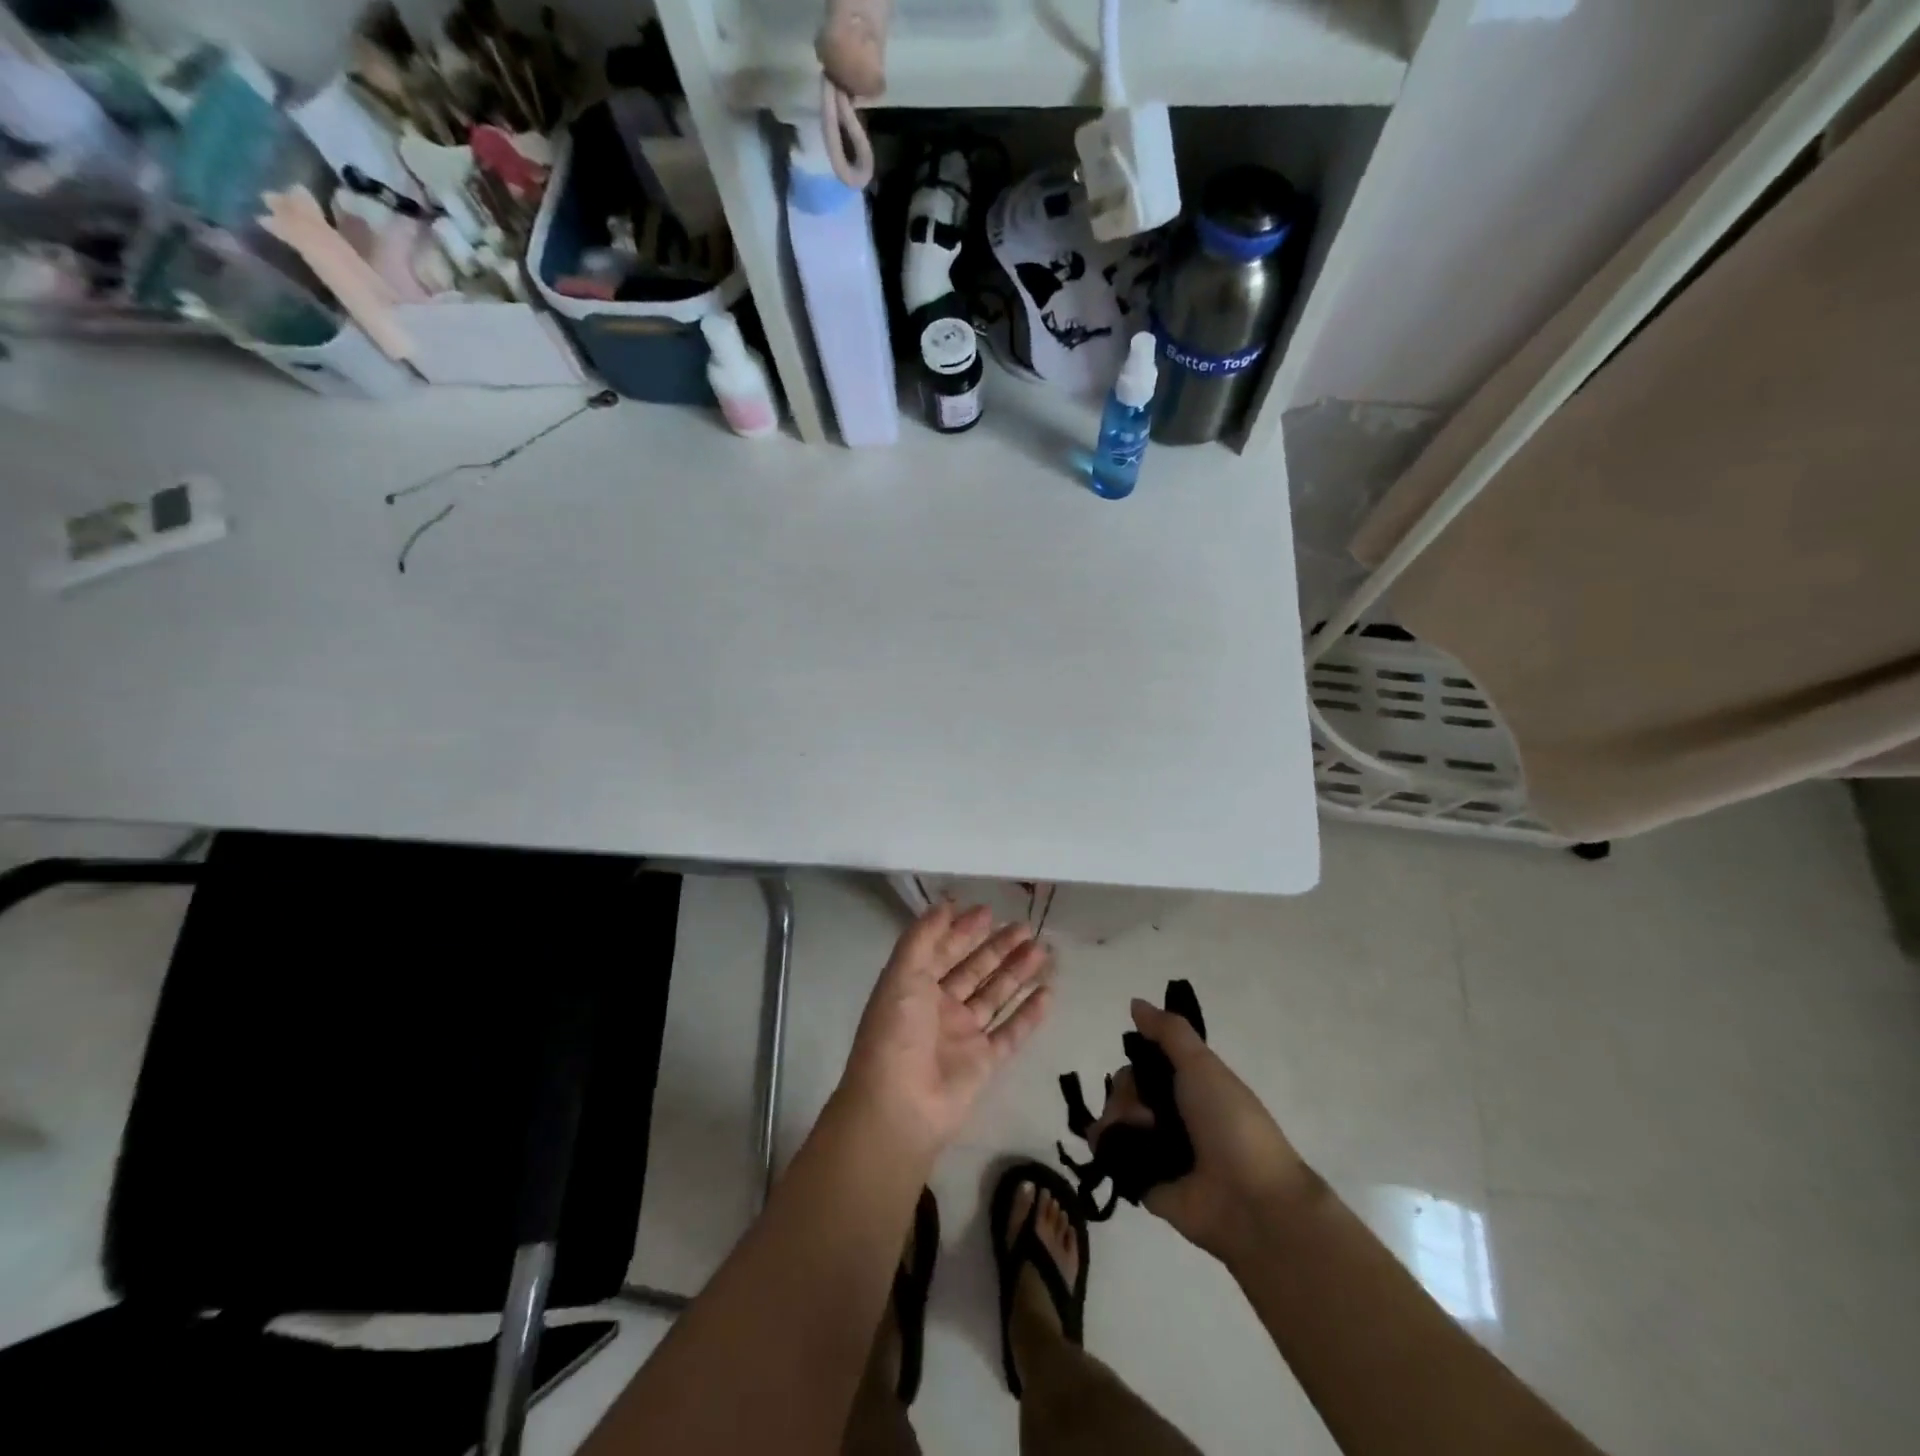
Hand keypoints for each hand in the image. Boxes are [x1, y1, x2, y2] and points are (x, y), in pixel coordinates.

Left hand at [839, 903, 1052, 1158]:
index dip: (964, 930)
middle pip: (974, 970)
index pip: (943, 950)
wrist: (900, 1106)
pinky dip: (1029, 1014)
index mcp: (914, 986)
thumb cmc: (897, 1032)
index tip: (989, 910)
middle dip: (998, 948)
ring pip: (995, 996)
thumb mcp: (902, 974)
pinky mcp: (984, 1063)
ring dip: (1017, 973)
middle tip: (1026, 927)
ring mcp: (963, 1036)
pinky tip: (1048, 993)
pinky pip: (1011, 1033)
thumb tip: (945, 904)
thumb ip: (923, 937)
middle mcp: (939, 1008)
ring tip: (1043, 950)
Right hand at [1087, 999, 1310, 1261]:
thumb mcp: (1203, 1066)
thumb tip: (1135, 1003)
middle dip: (1126, 1092)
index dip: (1138, 1059)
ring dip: (1118, 1117)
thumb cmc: (1231, 1123)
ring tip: (1138, 1134)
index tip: (1141, 1063)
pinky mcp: (1141, 1180)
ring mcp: (1156, 1149)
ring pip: (1114, 1117)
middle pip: (1126, 1088)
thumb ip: (1169, 1032)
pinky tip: (1112, 1144)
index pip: (1146, 1062)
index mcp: (1190, 1086)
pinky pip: (1109, 1153)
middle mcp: (1172, 1115)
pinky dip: (1105, 1144)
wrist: (1250, 1200)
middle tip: (1146, 1110)